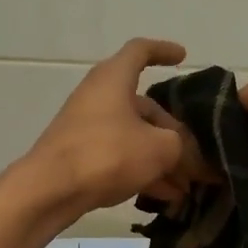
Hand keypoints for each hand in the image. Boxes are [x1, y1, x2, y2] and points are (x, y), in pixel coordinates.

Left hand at [19, 38, 209, 221]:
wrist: (50, 190)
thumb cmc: (107, 155)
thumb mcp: (159, 149)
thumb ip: (181, 145)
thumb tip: (184, 153)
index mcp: (114, 79)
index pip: (140, 51)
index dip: (163, 51)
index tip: (182, 57)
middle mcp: (99, 97)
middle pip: (144, 107)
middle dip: (173, 132)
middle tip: (196, 158)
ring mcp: (87, 127)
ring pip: (134, 137)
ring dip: (161, 159)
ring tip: (186, 187)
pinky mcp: (80, 156)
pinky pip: (120, 158)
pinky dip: (142, 172)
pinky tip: (164, 197)